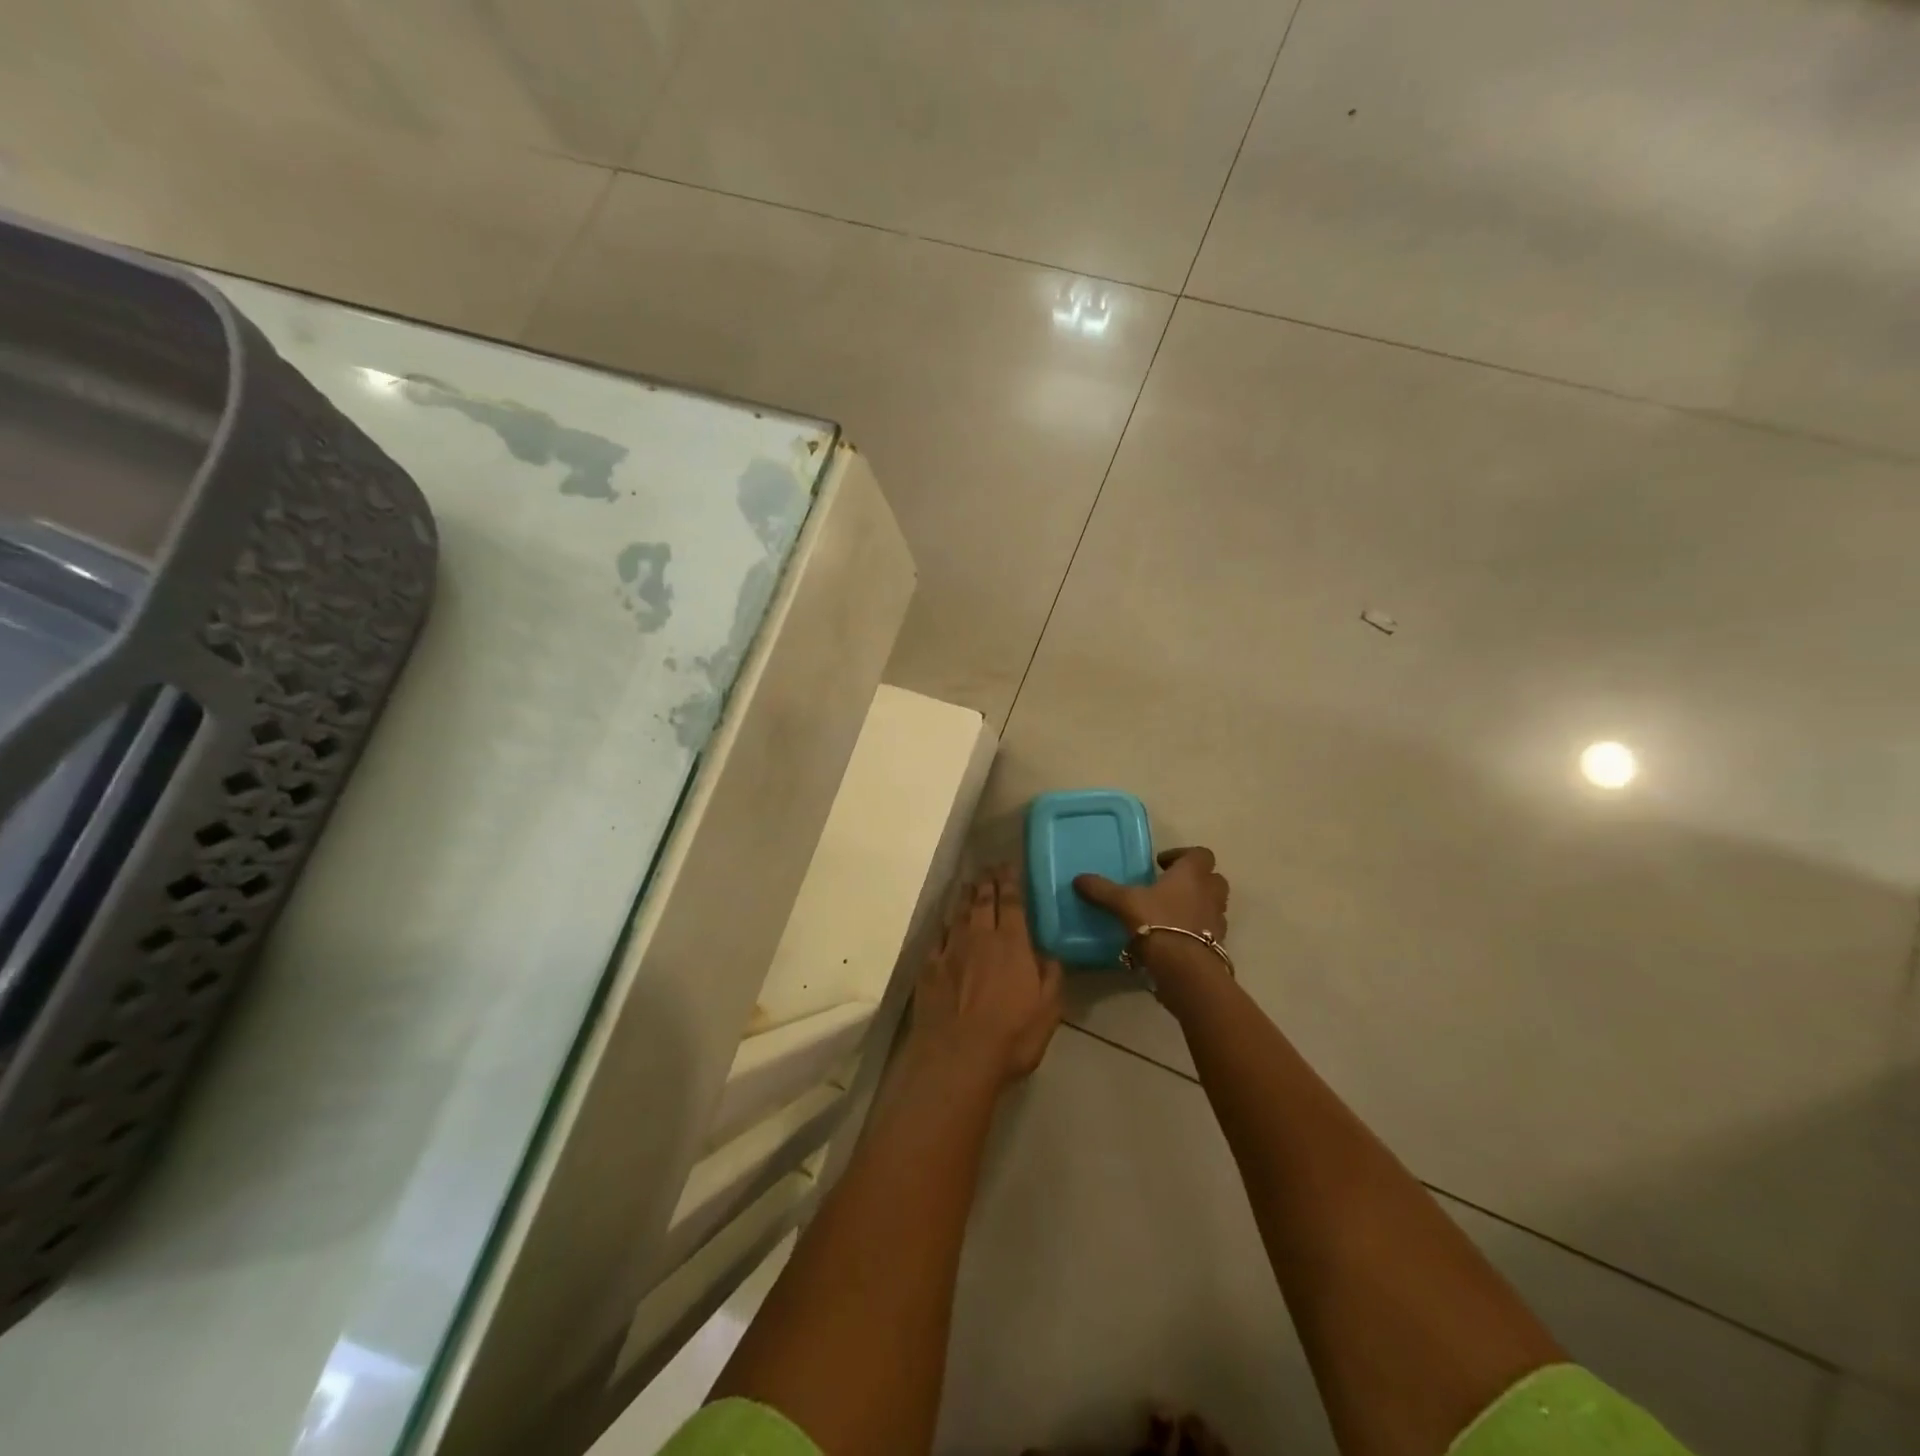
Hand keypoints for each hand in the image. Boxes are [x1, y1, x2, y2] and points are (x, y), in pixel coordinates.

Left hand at [907, 866, 1064, 1089]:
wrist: (956, 1057)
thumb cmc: (1011, 1036)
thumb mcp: (1049, 1009)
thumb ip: (1051, 975)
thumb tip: (1049, 952)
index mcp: (1012, 943)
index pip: (1012, 902)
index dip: (1010, 881)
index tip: (1009, 865)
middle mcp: (980, 937)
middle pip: (983, 901)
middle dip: (987, 881)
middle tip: (989, 866)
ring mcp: (951, 950)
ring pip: (959, 913)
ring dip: (965, 896)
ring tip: (969, 884)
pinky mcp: (929, 967)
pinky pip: (938, 936)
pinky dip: (944, 923)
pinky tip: (946, 921)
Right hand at [1074, 846, 1229, 974]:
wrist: (1184, 968)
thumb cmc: (1157, 922)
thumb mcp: (1124, 903)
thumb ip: (1102, 890)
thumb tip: (1078, 879)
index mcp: (1191, 874)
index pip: (1200, 854)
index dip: (1182, 855)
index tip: (1161, 864)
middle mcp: (1210, 893)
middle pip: (1213, 878)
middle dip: (1195, 880)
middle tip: (1170, 887)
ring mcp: (1217, 920)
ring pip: (1213, 905)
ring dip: (1198, 905)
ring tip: (1171, 914)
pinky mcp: (1217, 945)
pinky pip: (1209, 931)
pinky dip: (1196, 931)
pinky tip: (1174, 938)